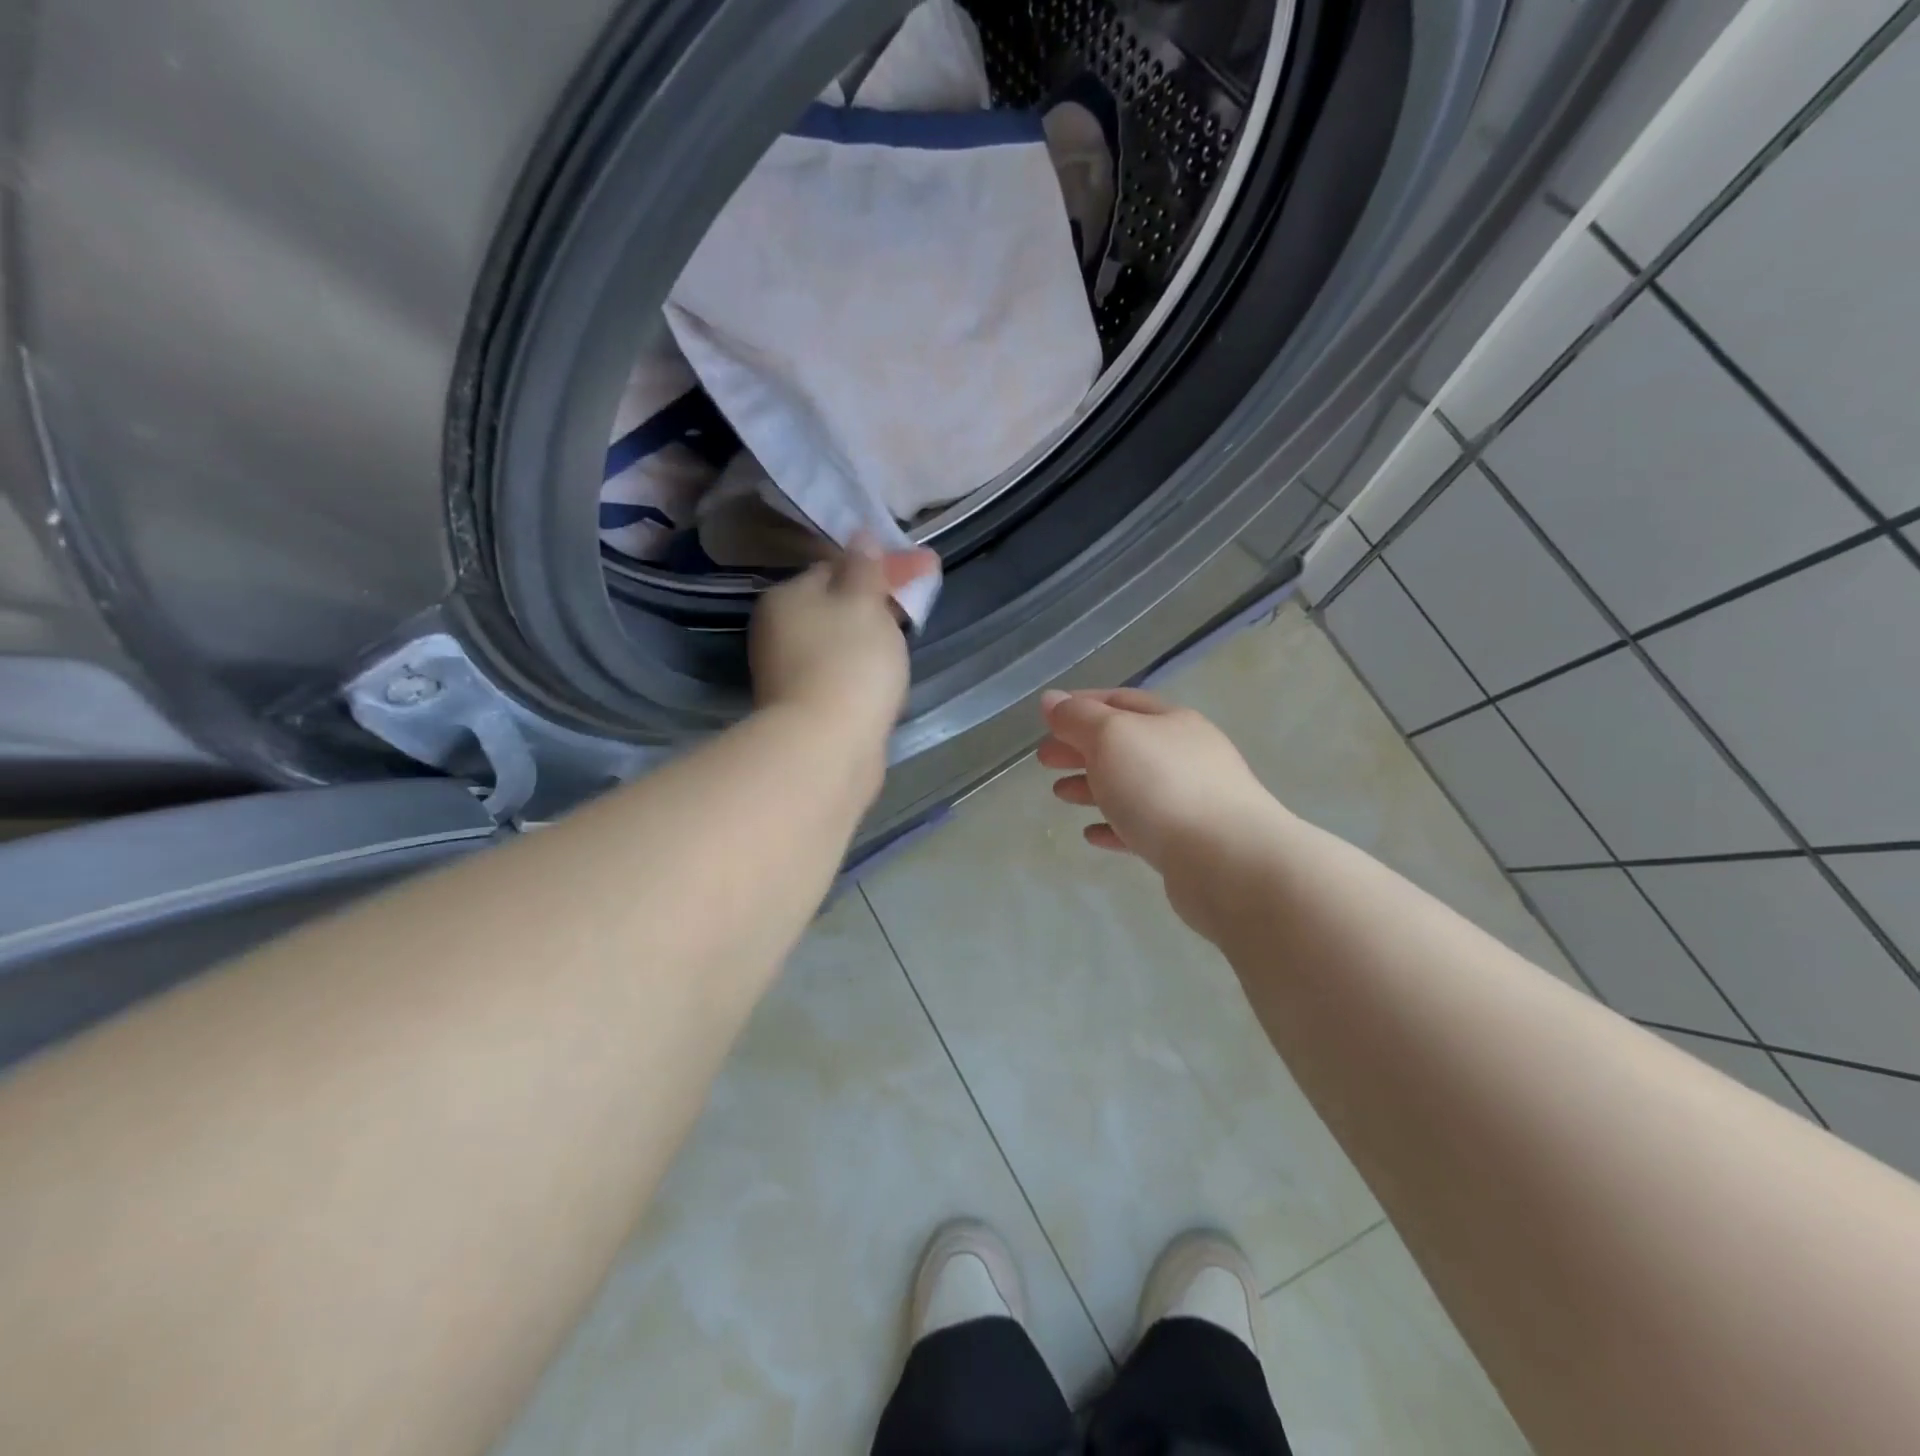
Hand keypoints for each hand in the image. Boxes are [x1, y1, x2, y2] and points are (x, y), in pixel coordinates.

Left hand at [749, 540, 939, 735]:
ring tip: (906, 644)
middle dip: (877, 602)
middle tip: (916, 606)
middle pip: (836, 605)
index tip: (924, 569)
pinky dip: (864, 671)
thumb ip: (865, 568)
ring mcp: (789, 673)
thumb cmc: (849, 663)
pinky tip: (885, 680)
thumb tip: (860, 537)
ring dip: (872, 638)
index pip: (836, 566)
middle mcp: (779, 631)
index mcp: (787, 597)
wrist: (826, 747)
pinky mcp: (806, 708)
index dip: (881, 565)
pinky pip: (841, 675)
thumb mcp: (864, 603)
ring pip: (839, 642)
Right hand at [1039, 687, 1279, 881]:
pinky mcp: (1187, 843)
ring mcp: (1190, 800)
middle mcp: (1185, 755)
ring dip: (1093, 786)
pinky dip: (1114, 825)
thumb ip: (1078, 719)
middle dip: (1081, 748)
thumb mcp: (1111, 738)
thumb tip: (1052, 700)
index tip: (1047, 719)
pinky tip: (1091, 834)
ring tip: (1060, 795)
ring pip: (1131, 786)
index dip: (1081, 705)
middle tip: (1044, 760)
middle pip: (1124, 744)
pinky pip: (1142, 827)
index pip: (1120, 701)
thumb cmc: (1163, 787)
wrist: (1229, 863)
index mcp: (1170, 722)